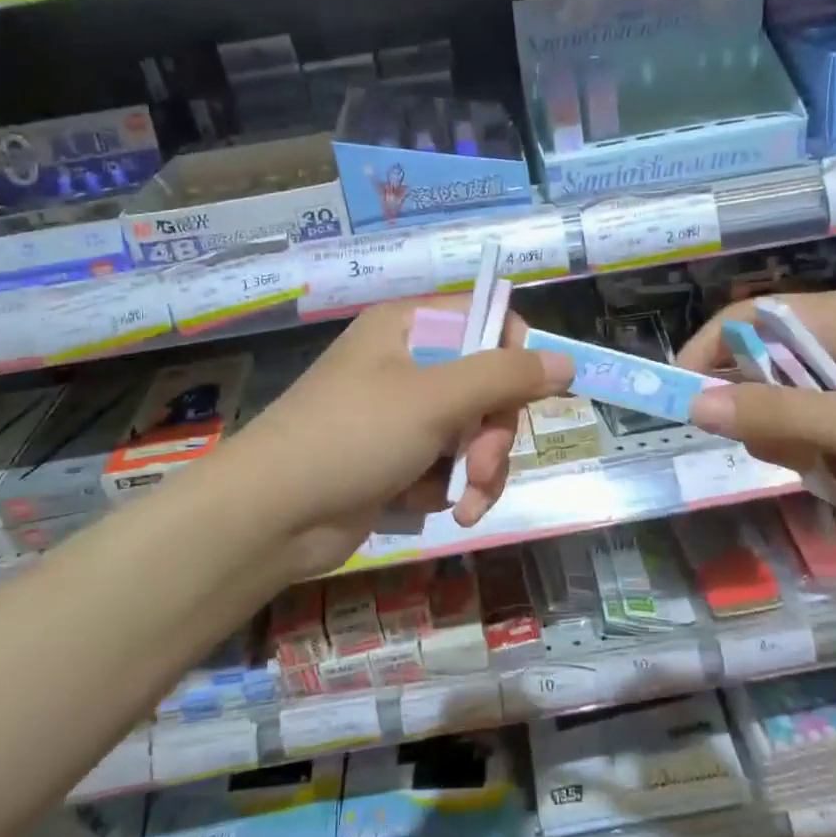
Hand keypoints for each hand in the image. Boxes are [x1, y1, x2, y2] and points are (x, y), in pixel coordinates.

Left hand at [221, 297, 574, 575]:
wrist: (270, 516)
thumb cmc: (351, 436)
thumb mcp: (434, 399)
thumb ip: (504, 376)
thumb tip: (565, 361)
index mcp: (409, 327)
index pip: (487, 320)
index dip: (516, 357)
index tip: (529, 396)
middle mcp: (408, 363)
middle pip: (487, 385)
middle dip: (495, 434)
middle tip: (482, 467)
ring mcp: (402, 415)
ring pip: (475, 432)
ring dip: (481, 471)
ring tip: (467, 503)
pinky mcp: (398, 460)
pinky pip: (450, 466)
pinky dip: (454, 490)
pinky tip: (446, 512)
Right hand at [680, 289, 835, 520]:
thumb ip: (770, 414)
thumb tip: (693, 405)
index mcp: (833, 316)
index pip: (743, 318)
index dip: (706, 352)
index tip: (683, 396)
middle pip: (759, 365)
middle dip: (762, 412)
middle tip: (786, 448)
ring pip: (782, 402)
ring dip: (791, 438)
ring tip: (830, 464)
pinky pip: (810, 424)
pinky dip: (815, 451)